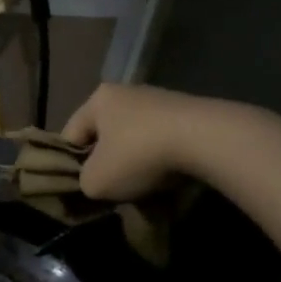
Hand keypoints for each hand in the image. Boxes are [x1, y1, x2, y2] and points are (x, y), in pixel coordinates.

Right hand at [60, 83, 222, 201]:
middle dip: (107, 163)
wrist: (210, 140)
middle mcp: (127, 92)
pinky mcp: (191, 111)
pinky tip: (169, 177)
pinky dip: (163, 160)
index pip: (70, 136)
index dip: (70, 165)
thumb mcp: (95, 182)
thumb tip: (94, 182)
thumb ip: (83, 183)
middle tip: (112, 190)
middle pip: (105, 136)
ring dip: (136, 163)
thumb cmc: (139, 156)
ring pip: (135, 139)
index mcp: (97, 100)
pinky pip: (164, 141)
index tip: (83, 188)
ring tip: (144, 188)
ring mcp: (162, 99)